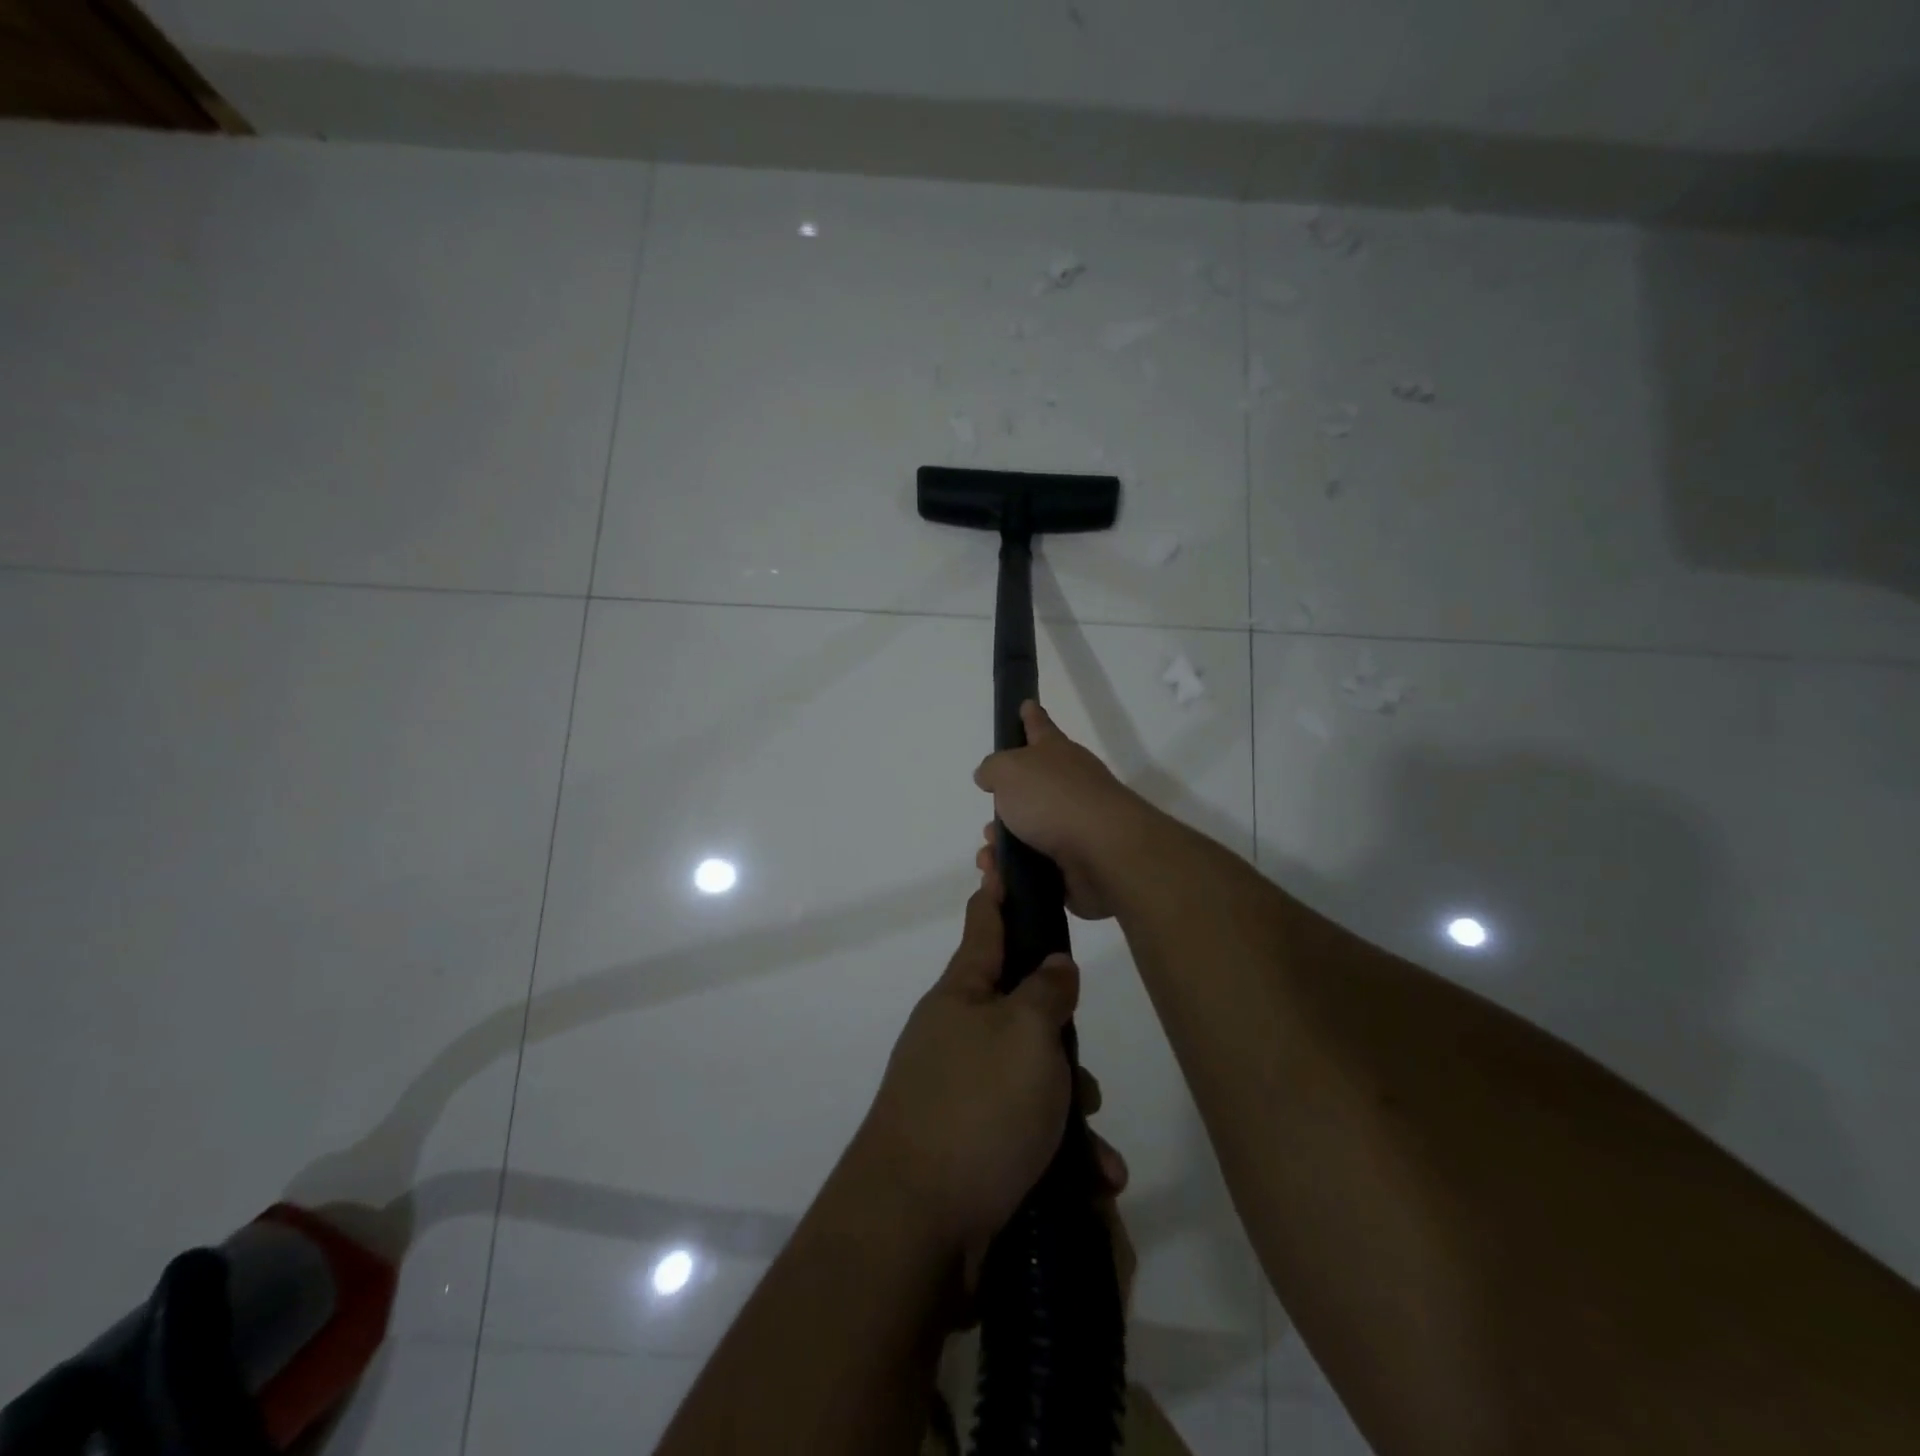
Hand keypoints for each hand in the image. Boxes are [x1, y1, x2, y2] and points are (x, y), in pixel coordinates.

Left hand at [851, 868, 1126, 1274]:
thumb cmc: (976, 1108)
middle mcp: (957, 1035)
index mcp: (962, 995)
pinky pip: (1026, 1132)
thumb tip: (1054, 964)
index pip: (984, 925)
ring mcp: (960, 1091)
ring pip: (1032, 1078)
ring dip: (1069, 1109)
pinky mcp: (970, 1144)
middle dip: (1061, 1039)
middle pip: (1020, 1011)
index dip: (997, 891)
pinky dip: (1060, 1154)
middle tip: (1084, 1070)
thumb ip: (1045, 992)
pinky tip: (1089, 1183)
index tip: (998, 856)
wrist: (916, 1225)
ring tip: (1095, 1150)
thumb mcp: (1025, 1036)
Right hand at [972, 701, 1151, 920]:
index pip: (1040, 727)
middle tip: (990, 824)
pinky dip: (1013, 874)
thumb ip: (993, 769)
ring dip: (1002, 847)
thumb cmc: (1054, 799)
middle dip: (1003, 808)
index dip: (1030, 717)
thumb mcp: (1010, 770)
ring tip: (990, 859)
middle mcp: (1068, 786)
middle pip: (1029, 790)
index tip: (1026, 704)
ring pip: (1027, 834)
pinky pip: (1034, 868)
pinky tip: (1000, 880)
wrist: (1103, 853)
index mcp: (1056, 754)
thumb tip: (989, 776)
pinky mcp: (1075, 865)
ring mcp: (1074, 827)